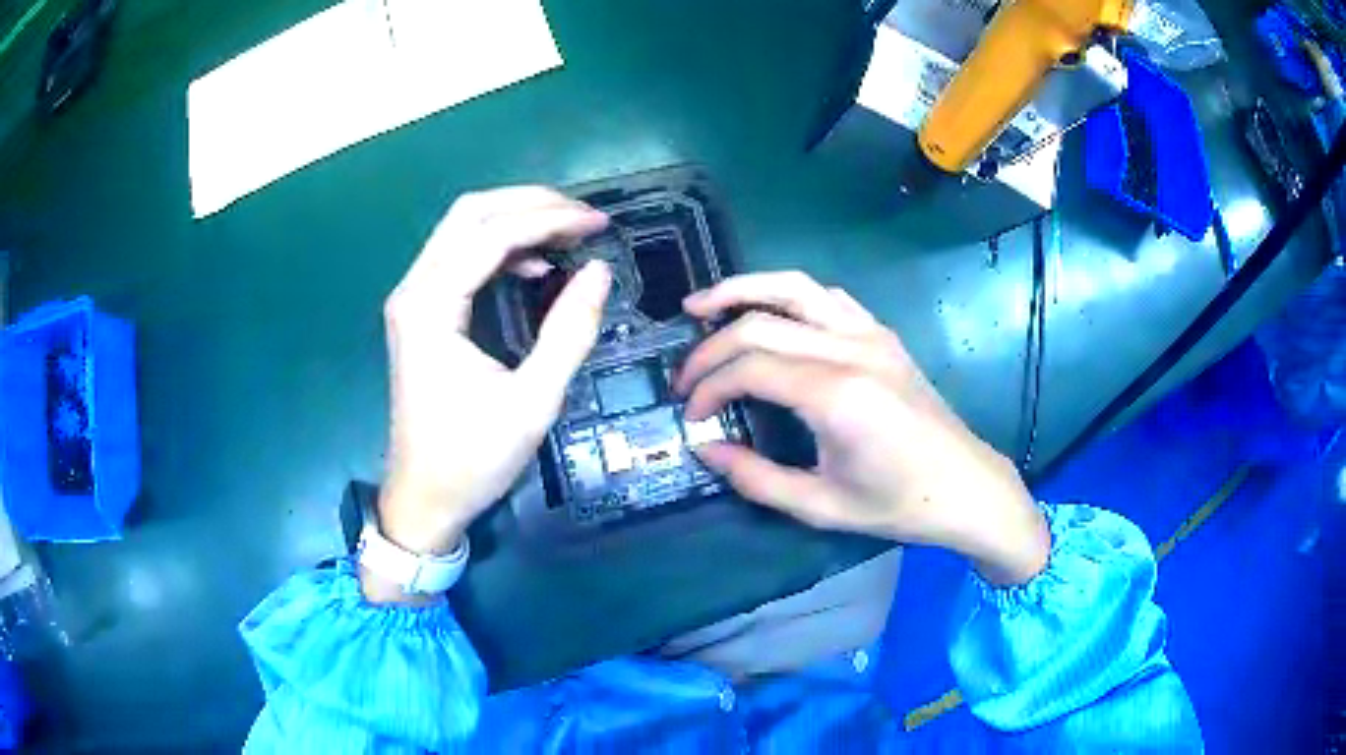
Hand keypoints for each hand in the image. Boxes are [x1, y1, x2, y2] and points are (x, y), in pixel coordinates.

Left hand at [375, 187, 610, 569]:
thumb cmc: (473, 459)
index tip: (599, 223)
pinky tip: (533, 267)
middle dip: (530, 204)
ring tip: (568, 232)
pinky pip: (458, 257)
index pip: (491, 235)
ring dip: (515, 220)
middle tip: (583, 216)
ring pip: (461, 229)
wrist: (424, 498)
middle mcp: (414, 291)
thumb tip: (598, 270)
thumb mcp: (533, 401)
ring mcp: (412, 300)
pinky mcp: (420, 313)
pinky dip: (499, 249)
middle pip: (468, 214)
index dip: (549, 220)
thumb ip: (569, 331)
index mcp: (431, 308)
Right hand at [677, 272, 1048, 585]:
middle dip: (710, 346)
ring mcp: (871, 333)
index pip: (749, 368)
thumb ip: (755, 477)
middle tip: (685, 376)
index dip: (708, 386)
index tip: (692, 414)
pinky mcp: (882, 333)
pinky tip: (768, 314)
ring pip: (793, 286)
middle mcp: (852, 349)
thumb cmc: (898, 504)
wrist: (966, 485)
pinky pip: (826, 297)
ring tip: (702, 306)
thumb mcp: (820, 505)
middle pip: (759, 323)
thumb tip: (705, 448)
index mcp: (837, 395)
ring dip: (742, 289)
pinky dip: (787, 295)